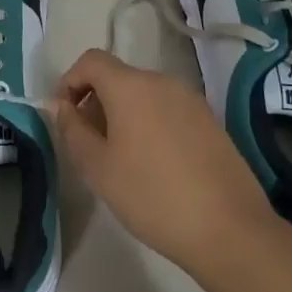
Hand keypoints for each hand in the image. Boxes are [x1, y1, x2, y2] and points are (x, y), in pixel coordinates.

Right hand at [49, 49, 272, 276]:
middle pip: (118, 77)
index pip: (91, 61)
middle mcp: (162, 81)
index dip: (70, 81)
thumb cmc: (152, 196)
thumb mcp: (98, 168)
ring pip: (144, 94)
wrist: (230, 230)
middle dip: (96, 102)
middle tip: (90, 145)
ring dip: (123, 114)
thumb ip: (72, 130)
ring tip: (121, 158)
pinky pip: (168, 110)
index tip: (65, 116)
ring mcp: (191, 100)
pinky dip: (150, 124)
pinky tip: (155, 165)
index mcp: (131, 85)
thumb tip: (60, 106)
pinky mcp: (210, 121)